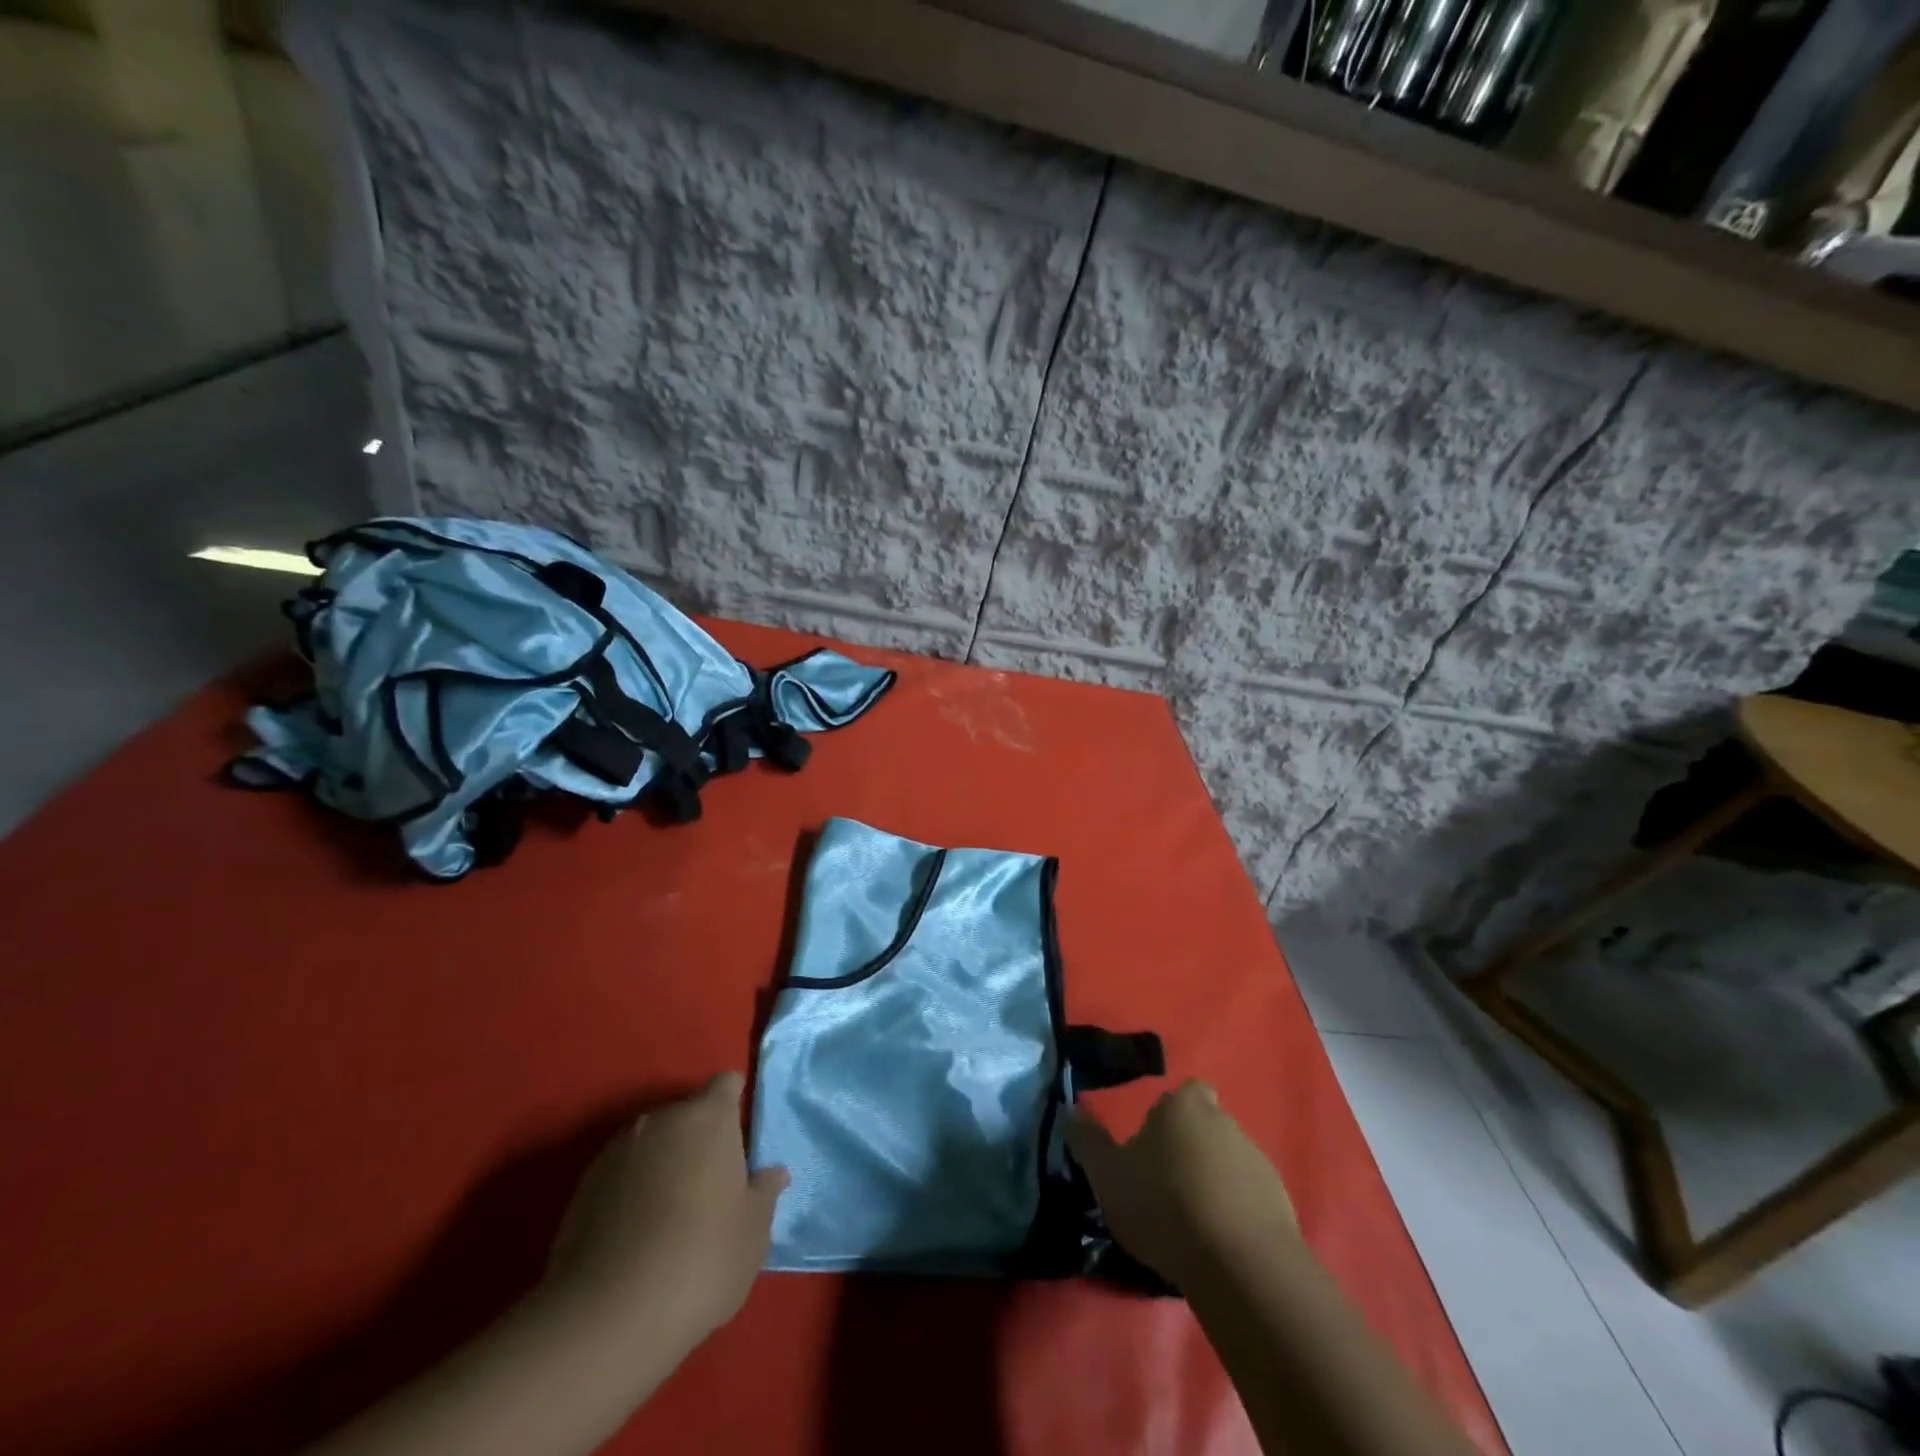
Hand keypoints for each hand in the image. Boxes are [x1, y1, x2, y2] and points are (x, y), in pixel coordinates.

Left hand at [544, 1073, 787, 1349]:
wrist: (607, 1318)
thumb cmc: (701, 1259)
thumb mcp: (753, 1231)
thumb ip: (764, 1193)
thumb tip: (773, 1174)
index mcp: (708, 1118)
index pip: (725, 1084)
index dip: (733, 1103)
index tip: (738, 1138)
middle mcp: (660, 1120)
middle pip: (686, 1114)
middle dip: (698, 1139)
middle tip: (711, 1186)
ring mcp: (617, 1151)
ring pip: (651, 1144)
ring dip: (663, 1164)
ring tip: (671, 1215)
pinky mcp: (583, 1187)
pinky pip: (621, 1175)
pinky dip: (632, 1191)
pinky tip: (638, 1236)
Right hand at [1067, 1079, 1296, 1288]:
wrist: (1241, 1265)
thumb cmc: (1165, 1205)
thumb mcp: (1108, 1175)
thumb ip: (1087, 1140)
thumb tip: (1071, 1109)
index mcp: (1183, 1106)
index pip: (1184, 1092)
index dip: (1170, 1114)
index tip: (1154, 1143)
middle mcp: (1225, 1122)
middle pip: (1206, 1126)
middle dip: (1190, 1149)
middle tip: (1165, 1186)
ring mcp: (1258, 1162)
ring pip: (1229, 1163)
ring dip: (1213, 1183)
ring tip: (1190, 1223)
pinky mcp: (1281, 1205)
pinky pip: (1251, 1200)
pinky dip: (1236, 1214)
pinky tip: (1217, 1246)